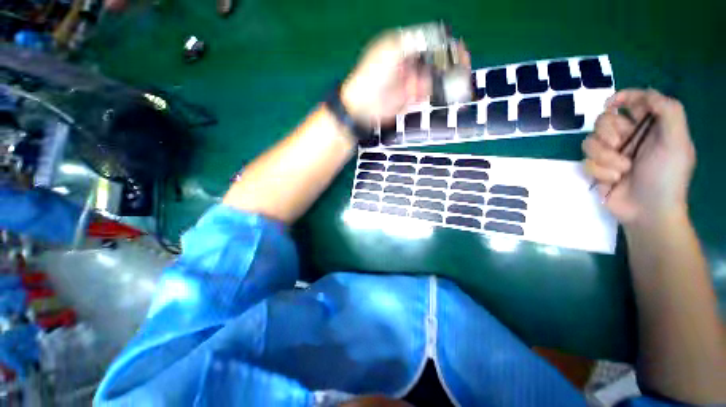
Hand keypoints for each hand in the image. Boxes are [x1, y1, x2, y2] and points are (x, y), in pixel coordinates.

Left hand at [341, 29, 469, 124]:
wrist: (364, 107)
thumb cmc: (373, 76)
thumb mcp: (390, 52)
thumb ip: (412, 43)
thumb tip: (434, 37)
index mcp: (402, 48)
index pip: (427, 41)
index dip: (443, 42)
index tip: (456, 46)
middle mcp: (408, 63)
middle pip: (433, 58)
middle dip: (449, 59)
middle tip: (463, 61)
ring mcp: (410, 81)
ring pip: (433, 75)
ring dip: (447, 75)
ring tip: (460, 74)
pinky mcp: (410, 98)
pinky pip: (427, 92)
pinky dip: (438, 90)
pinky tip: (448, 88)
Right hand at [582, 89, 695, 224]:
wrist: (648, 211)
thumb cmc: (666, 177)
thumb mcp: (678, 143)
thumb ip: (669, 113)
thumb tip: (648, 94)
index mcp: (649, 127)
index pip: (634, 102)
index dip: (623, 97)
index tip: (611, 104)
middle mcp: (628, 137)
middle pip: (604, 120)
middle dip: (608, 132)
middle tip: (619, 145)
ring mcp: (611, 154)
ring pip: (590, 142)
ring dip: (604, 157)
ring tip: (621, 171)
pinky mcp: (597, 169)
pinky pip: (586, 162)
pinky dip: (600, 171)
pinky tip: (613, 181)